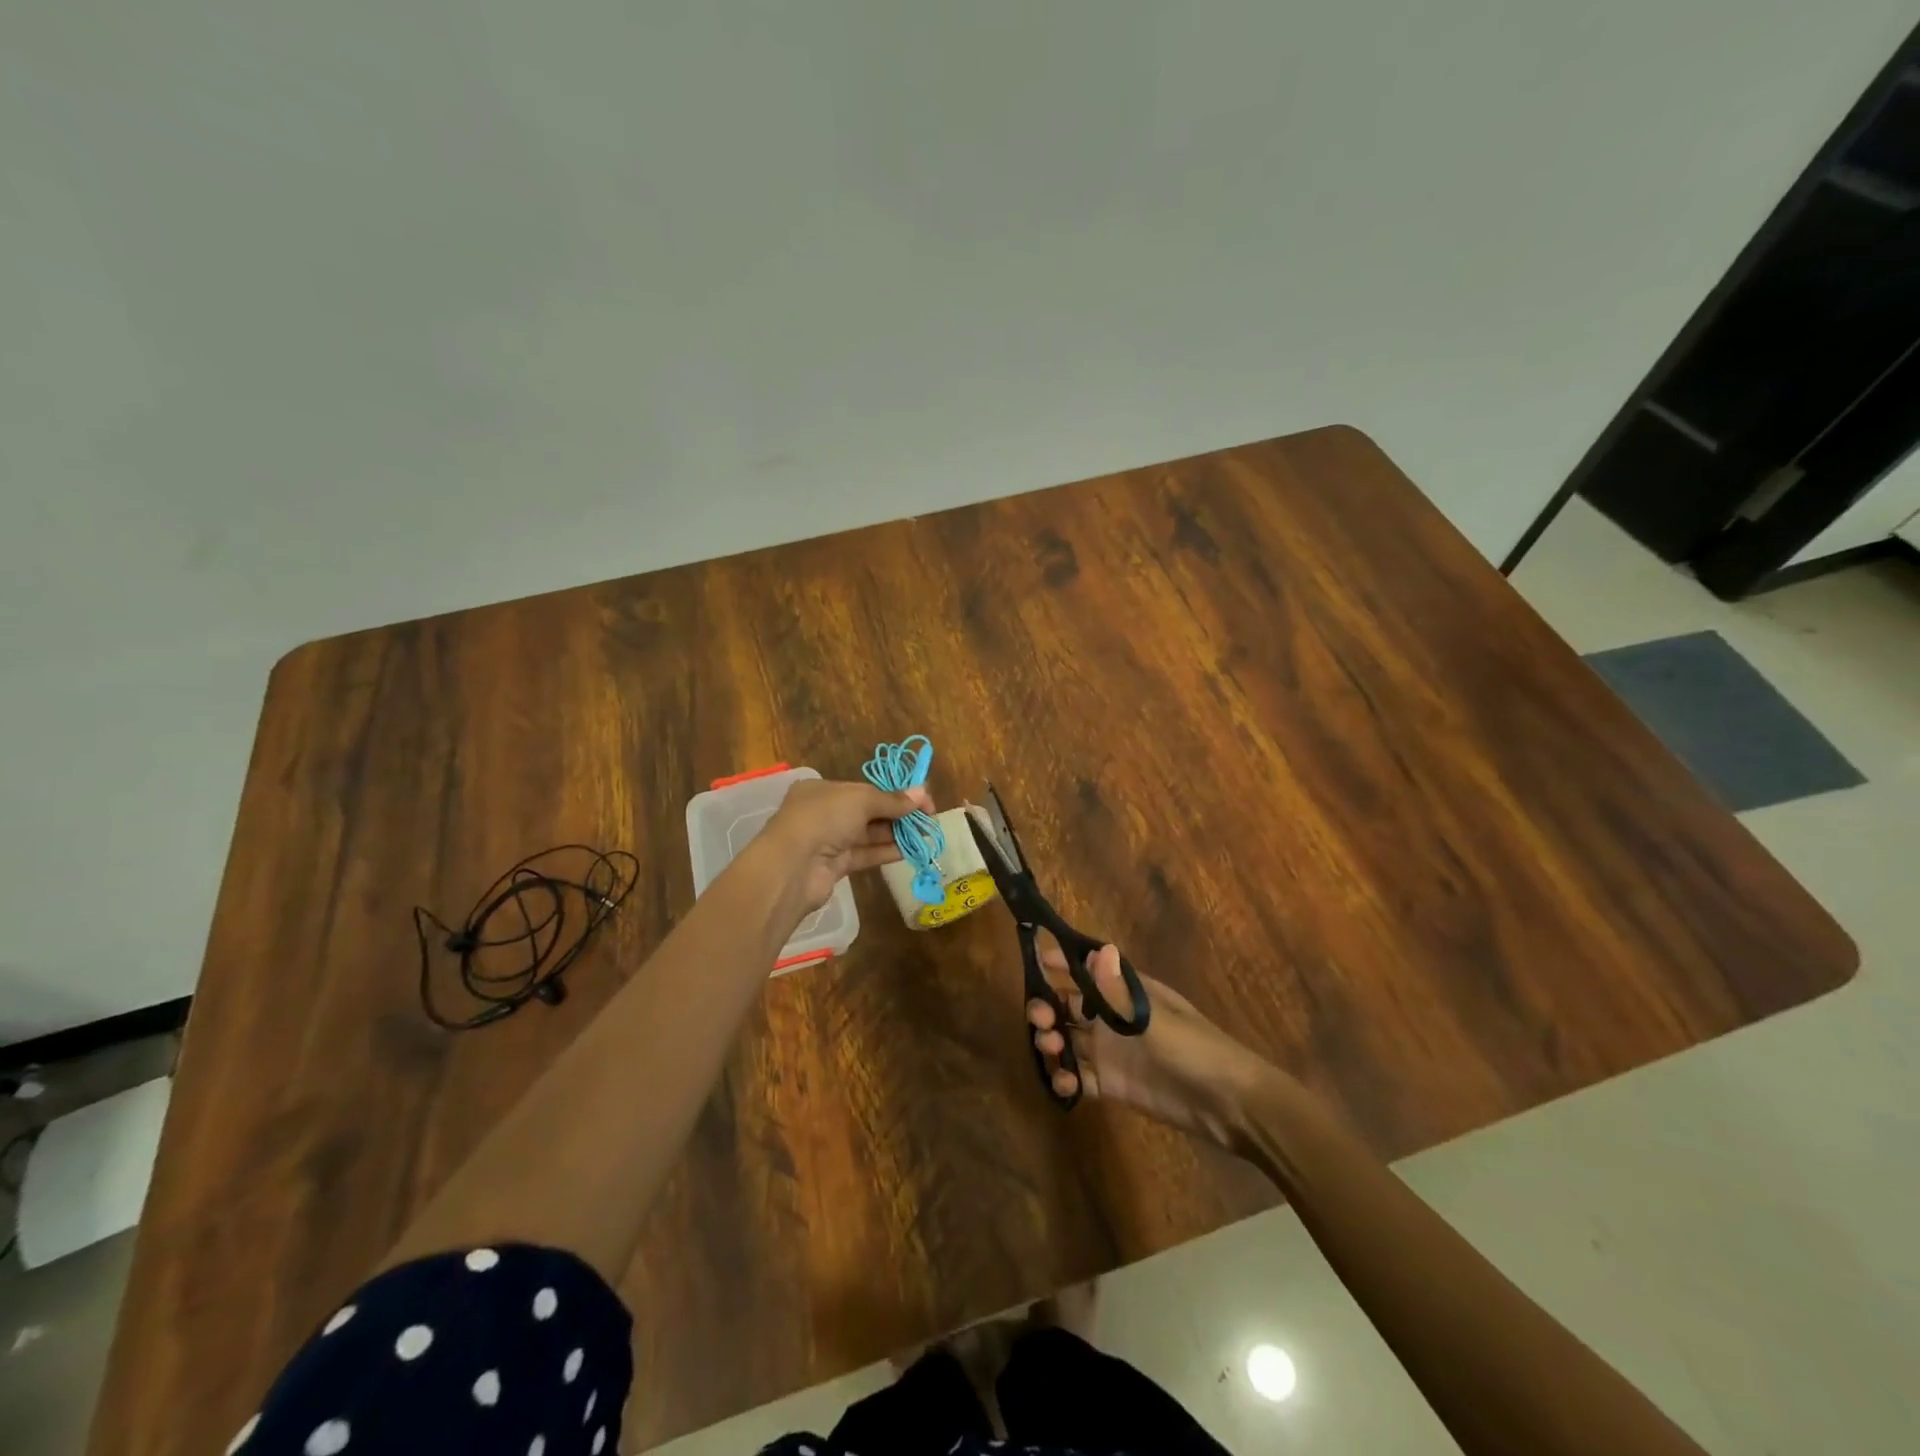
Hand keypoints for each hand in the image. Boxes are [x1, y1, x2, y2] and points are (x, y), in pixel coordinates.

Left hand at [754, 777, 933, 915]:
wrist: (792, 867)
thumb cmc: (823, 819)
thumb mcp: (860, 800)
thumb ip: (892, 800)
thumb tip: (922, 793)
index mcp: (823, 789)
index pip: (865, 788)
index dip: (895, 793)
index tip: (922, 800)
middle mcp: (824, 812)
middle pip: (868, 811)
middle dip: (898, 814)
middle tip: (928, 819)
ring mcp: (828, 841)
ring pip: (868, 834)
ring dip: (896, 834)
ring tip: (925, 835)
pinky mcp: (835, 866)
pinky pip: (865, 854)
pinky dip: (886, 851)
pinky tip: (909, 851)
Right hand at [1027, 938, 1275, 1149]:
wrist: (1229, 1105)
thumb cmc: (1194, 1048)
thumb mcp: (1154, 1018)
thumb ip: (1118, 991)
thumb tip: (1096, 948)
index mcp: (1126, 993)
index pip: (1087, 971)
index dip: (1061, 964)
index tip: (1035, 961)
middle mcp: (1114, 1019)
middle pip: (1070, 1007)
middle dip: (1048, 1008)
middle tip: (1040, 1020)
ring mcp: (1113, 1053)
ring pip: (1070, 1041)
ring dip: (1053, 1042)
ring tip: (1050, 1050)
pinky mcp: (1114, 1086)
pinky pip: (1081, 1078)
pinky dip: (1066, 1079)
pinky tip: (1062, 1084)